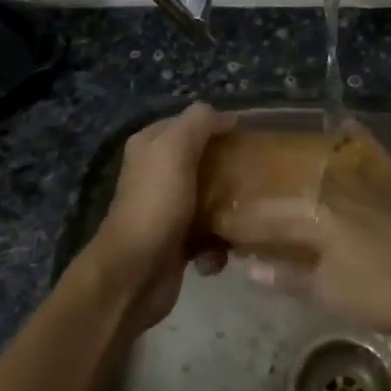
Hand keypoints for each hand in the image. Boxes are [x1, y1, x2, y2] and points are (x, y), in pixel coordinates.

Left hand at [82, 102, 235, 333]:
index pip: (189, 124)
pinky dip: (218, 246)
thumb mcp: (175, 149)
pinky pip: (209, 236)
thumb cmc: (156, 204)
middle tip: (255, 177)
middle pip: (204, 162)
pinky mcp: (177, 243)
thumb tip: (228, 116)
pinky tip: (220, 253)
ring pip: (211, 200)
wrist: (135, 273)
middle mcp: (156, 174)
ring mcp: (166, 210)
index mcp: (150, 146)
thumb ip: (199, 122)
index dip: (217, 127)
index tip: (250, 138)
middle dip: (229, 171)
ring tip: (243, 218)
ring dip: (228, 212)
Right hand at [210, 128, 390, 333]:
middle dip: (260, 192)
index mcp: (313, 212)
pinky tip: (342, 126)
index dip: (235, 223)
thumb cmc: (389, 288)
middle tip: (238, 201)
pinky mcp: (388, 180)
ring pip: (319, 165)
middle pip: (286, 185)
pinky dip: (349, 137)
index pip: (262, 215)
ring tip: (275, 175)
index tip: (214, 227)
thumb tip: (248, 266)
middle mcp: (332, 184)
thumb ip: (289, 276)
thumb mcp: (333, 293)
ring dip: (294, 168)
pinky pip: (361, 150)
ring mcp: (364, 177)